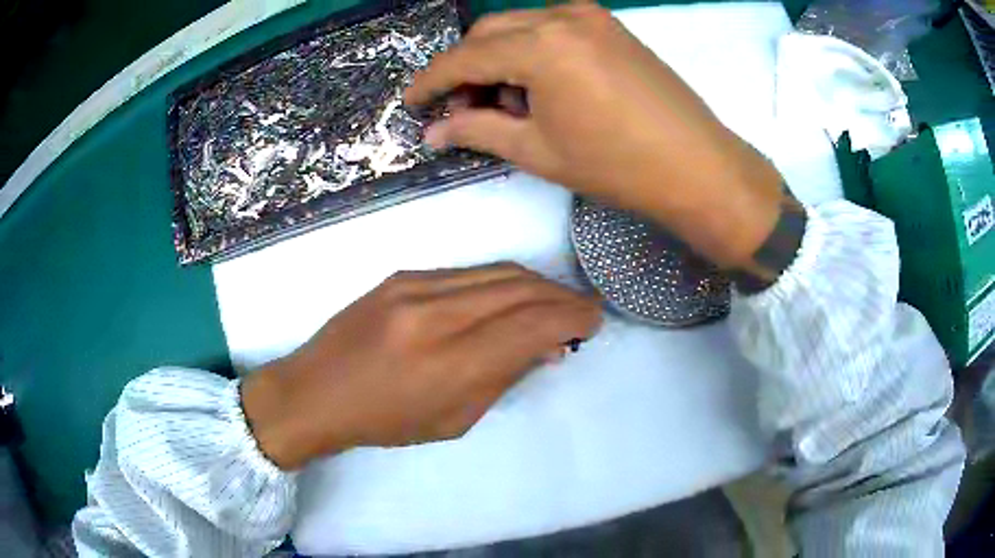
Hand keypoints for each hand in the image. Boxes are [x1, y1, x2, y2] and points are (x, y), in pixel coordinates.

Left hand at [241, 263, 601, 469]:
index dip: (573, 318)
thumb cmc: (385, 422)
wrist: (315, 392)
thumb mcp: (454, 420)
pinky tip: (510, 297)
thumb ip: (504, 377)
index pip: (533, 325)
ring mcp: (415, 287)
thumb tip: (546, 347)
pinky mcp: (402, 275)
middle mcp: (436, 314)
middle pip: (522, 288)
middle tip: (581, 311)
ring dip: (536, 285)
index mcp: (450, 363)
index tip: (593, 322)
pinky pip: (468, 272)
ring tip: (553, 303)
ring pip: (498, 271)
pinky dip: (501, 282)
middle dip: (563, 297)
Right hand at [405, 3, 786, 272]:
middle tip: (461, 109)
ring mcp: (590, 16)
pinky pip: (552, 29)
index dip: (432, 81)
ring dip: (499, 59)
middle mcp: (561, 16)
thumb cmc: (616, 165)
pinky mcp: (610, 26)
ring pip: (519, 27)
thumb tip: (434, 131)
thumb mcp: (537, 151)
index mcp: (539, 45)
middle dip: (465, 69)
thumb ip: (478, 130)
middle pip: (489, 33)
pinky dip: (532, 52)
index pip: (464, 56)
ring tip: (507, 104)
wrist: (697, 166)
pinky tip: (540, 86)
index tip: (412, 102)